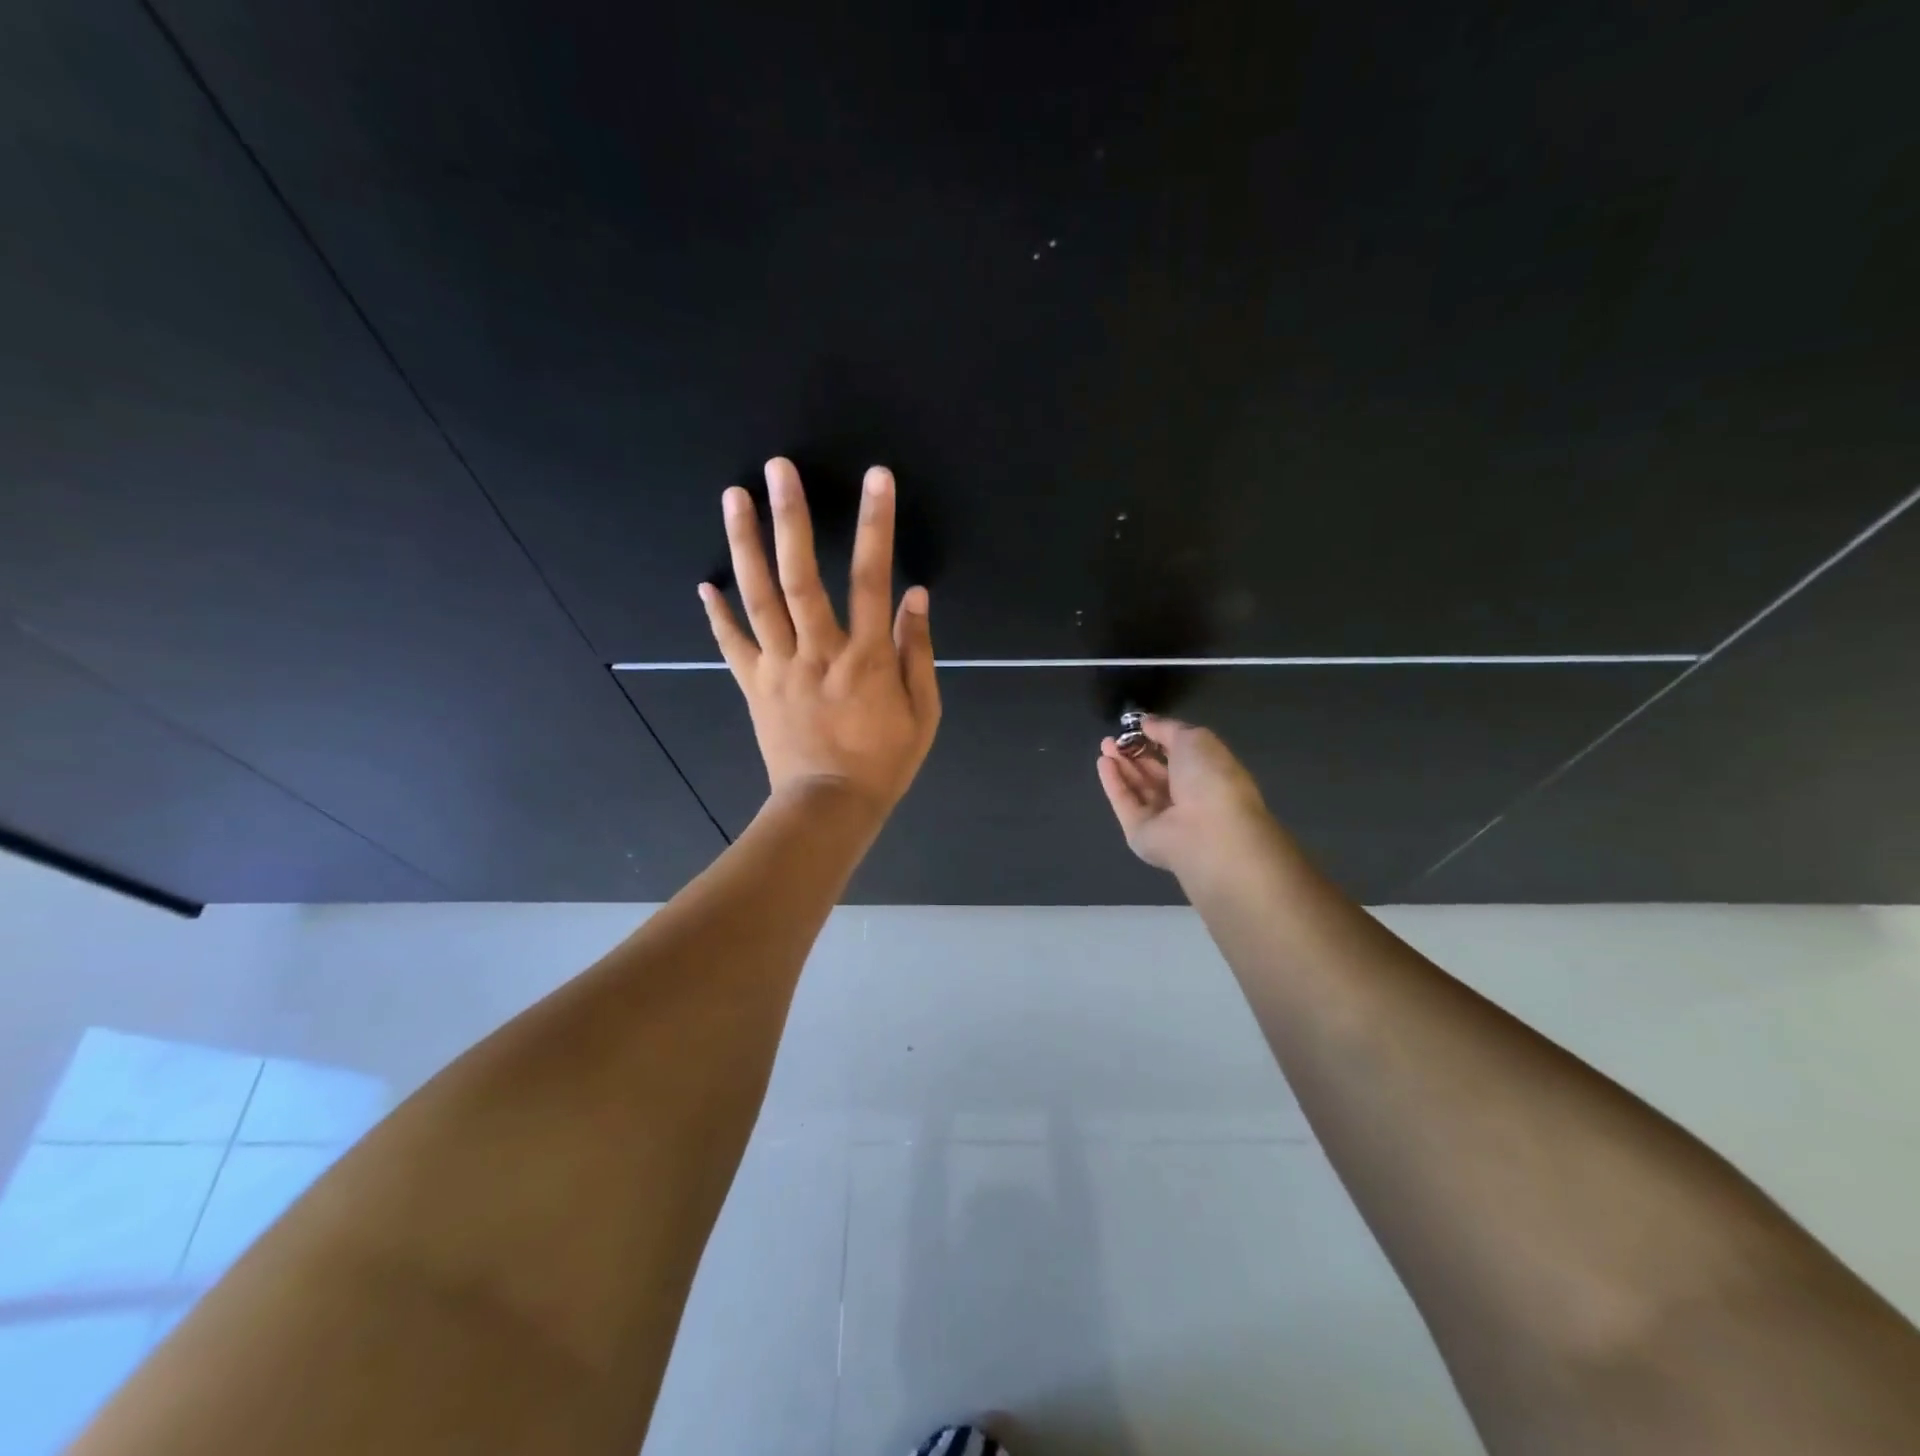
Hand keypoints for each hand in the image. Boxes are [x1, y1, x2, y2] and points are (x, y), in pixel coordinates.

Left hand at [700, 457, 939, 815]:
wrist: (829, 807)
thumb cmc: (884, 762)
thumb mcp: (923, 712)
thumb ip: (917, 652)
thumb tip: (915, 595)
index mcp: (865, 657)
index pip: (872, 578)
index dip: (875, 525)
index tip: (876, 479)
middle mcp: (817, 651)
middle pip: (800, 576)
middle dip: (791, 518)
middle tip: (779, 468)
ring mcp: (779, 667)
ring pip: (758, 598)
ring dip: (745, 545)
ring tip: (734, 497)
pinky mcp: (754, 685)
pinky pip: (732, 644)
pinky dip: (717, 613)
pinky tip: (704, 582)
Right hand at [1097, 716, 1275, 874]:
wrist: (1207, 830)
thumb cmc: (1210, 778)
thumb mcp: (1194, 739)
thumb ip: (1167, 729)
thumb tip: (1146, 723)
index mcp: (1207, 776)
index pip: (1179, 757)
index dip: (1158, 740)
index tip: (1138, 726)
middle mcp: (1186, 798)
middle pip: (1155, 774)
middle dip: (1134, 753)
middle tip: (1114, 737)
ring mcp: (1162, 818)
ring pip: (1137, 788)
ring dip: (1121, 765)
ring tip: (1105, 744)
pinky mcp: (1140, 832)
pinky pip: (1125, 802)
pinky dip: (1113, 782)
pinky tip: (1103, 762)